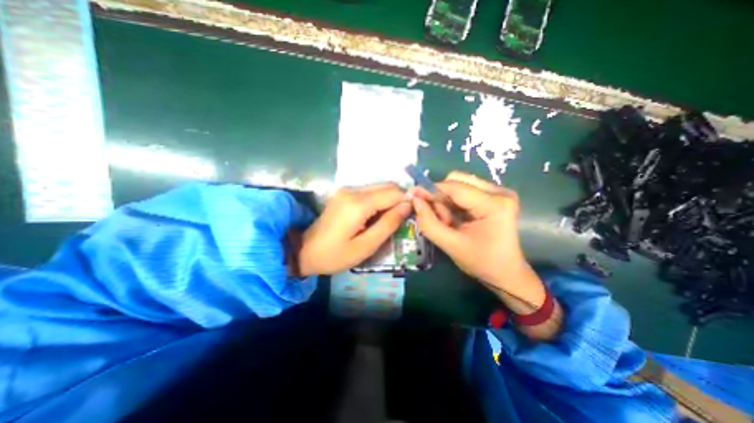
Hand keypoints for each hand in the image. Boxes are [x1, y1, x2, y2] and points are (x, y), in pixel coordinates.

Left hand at [296, 182, 410, 276]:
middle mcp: (352, 190)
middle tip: (405, 217)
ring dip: (390, 199)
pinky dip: (379, 200)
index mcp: (358, 204)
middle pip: (386, 186)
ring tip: (392, 218)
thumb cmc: (335, 254)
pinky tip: (378, 215)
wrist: (304, 251)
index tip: (414, 213)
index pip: (393, 193)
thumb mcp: (366, 246)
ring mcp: (346, 190)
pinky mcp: (344, 194)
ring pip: (379, 187)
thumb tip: (407, 206)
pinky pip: (369, 192)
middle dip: (400, 198)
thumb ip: (388, 224)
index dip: (407, 200)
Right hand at [411, 172, 524, 290]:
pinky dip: (454, 203)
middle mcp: (500, 192)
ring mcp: (500, 193)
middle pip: (458, 180)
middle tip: (438, 217)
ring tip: (448, 221)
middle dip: (441, 197)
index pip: (455, 187)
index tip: (414, 197)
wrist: (507, 273)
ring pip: (460, 185)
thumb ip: (429, 223)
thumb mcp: (450, 245)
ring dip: (447, 201)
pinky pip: (466, 191)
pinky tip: (455, 218)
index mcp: (494, 204)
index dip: (431, 190)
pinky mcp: (496, 197)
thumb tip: (415, 200)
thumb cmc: (481, 262)